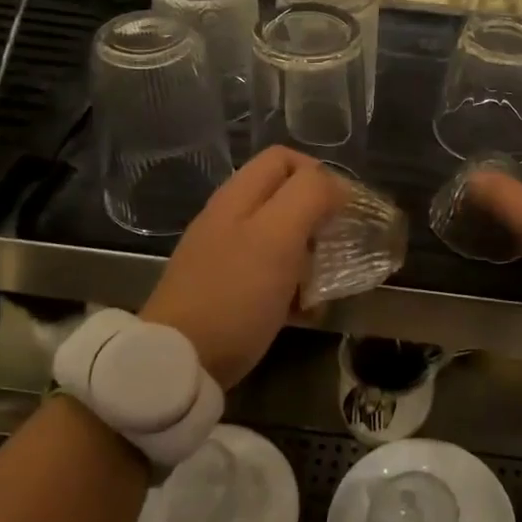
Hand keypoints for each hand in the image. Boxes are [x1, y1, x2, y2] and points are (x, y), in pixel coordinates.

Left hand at [142, 147, 345, 388]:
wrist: (178, 362)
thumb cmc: (234, 293)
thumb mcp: (278, 236)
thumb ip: (309, 197)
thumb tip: (338, 187)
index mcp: (239, 196)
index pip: (285, 159)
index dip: (319, 174)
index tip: (344, 209)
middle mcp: (230, 218)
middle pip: (285, 198)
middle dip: (319, 218)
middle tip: (337, 245)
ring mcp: (225, 256)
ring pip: (281, 239)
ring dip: (310, 256)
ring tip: (325, 282)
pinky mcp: (227, 291)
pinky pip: (270, 276)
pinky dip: (293, 287)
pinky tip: (305, 311)